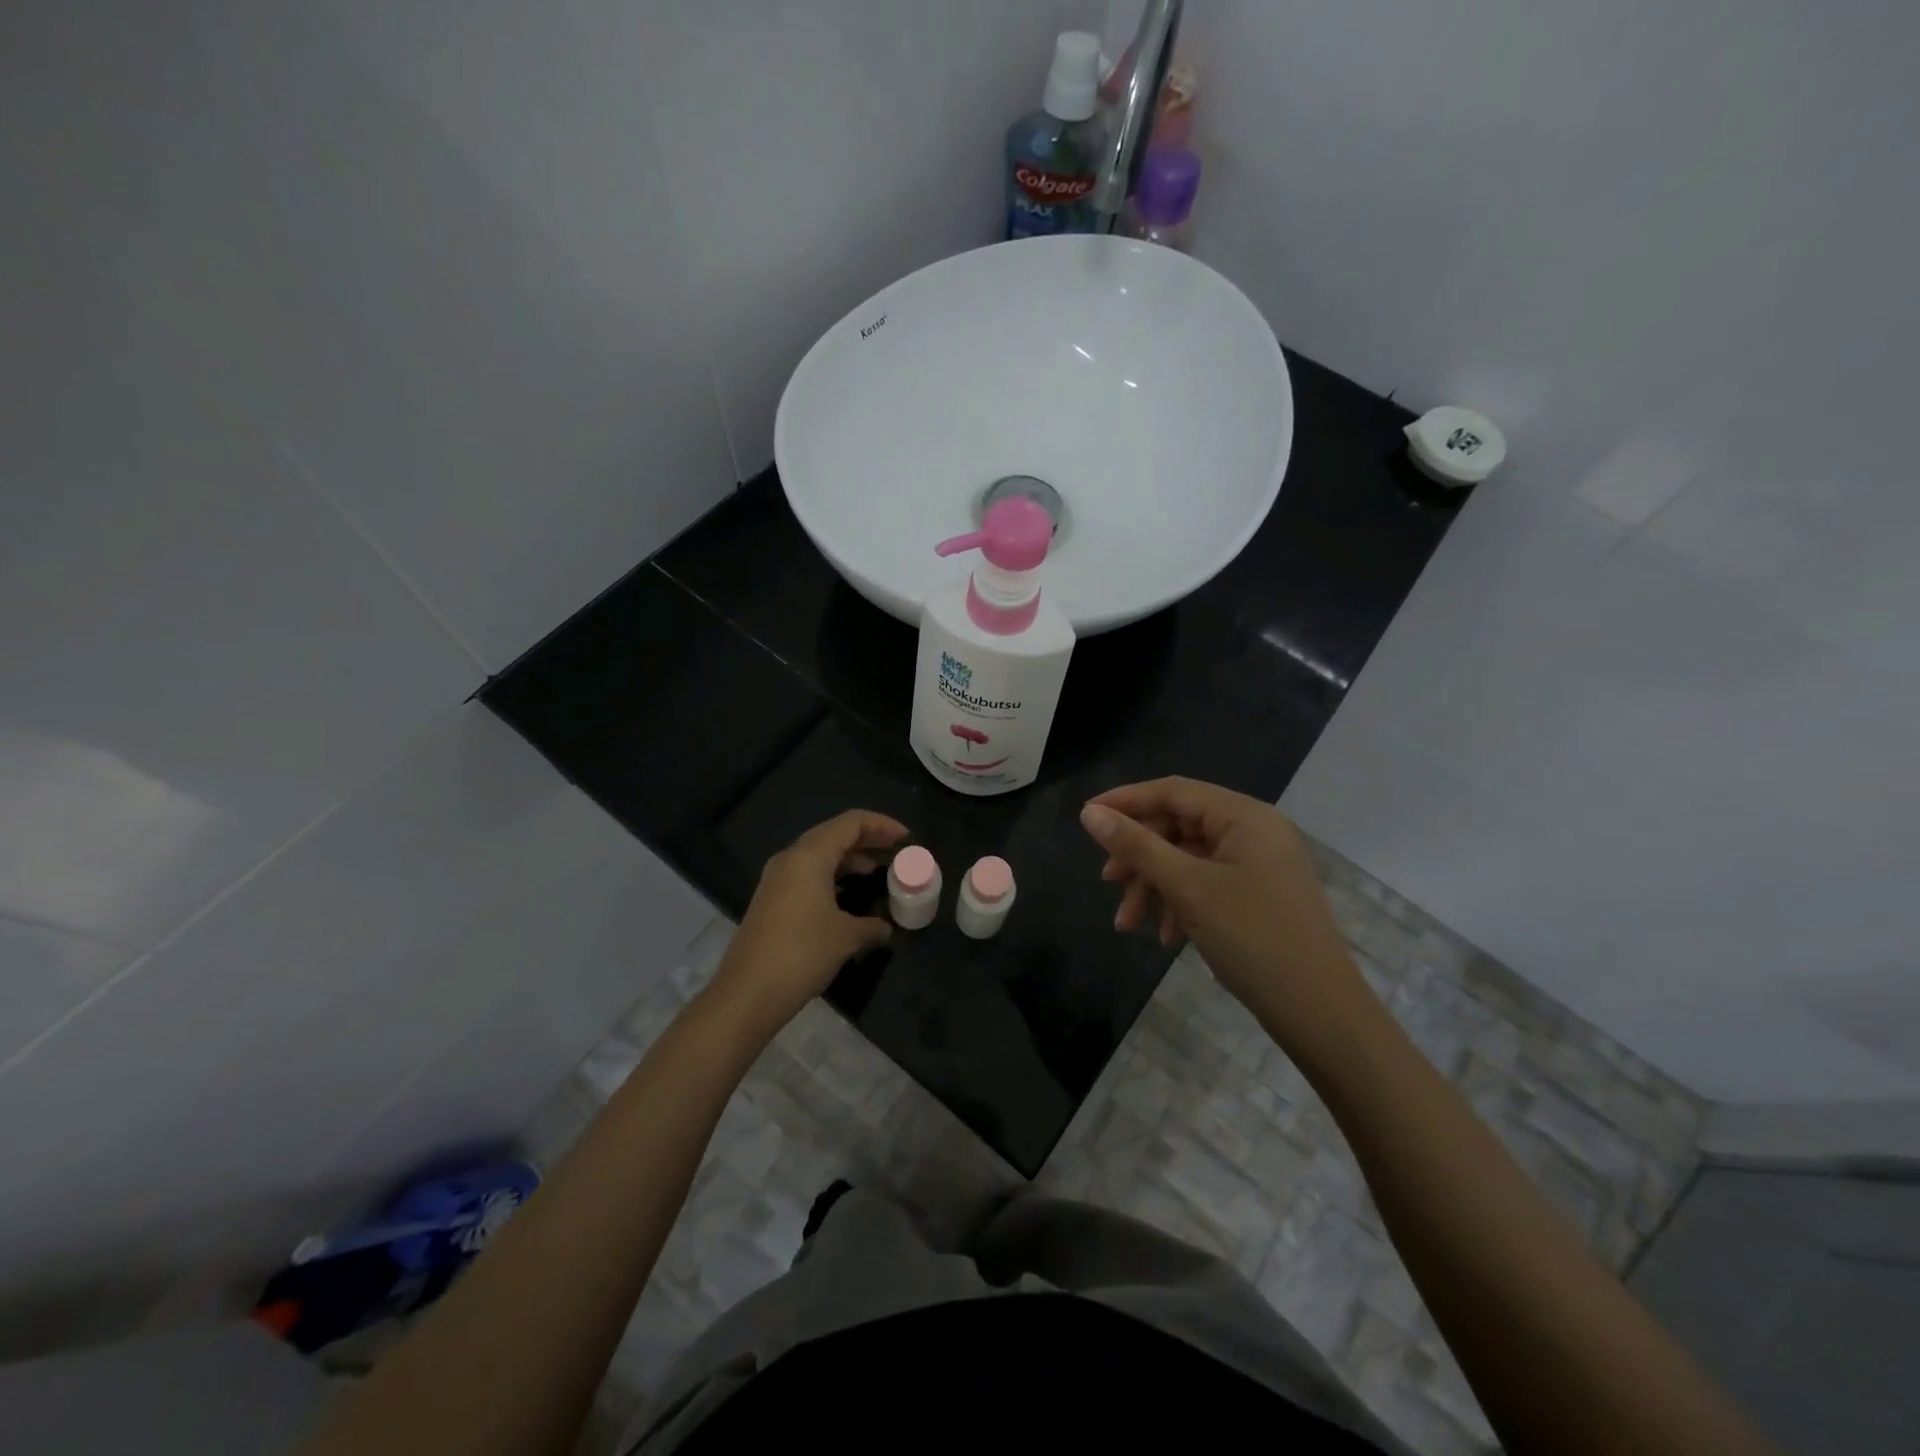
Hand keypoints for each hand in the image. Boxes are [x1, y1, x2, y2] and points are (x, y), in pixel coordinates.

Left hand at [707, 809, 908, 1041]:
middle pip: (834, 834)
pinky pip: (808, 874)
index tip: (906, 838)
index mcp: (809, 856)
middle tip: (896, 851)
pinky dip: (833, 877)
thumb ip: (871, 925)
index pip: (851, 823)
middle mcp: (790, 859)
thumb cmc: (801, 953)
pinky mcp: (772, 901)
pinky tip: (849, 897)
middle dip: (867, 839)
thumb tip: (885, 928)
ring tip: (878, 872)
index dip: (882, 825)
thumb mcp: (846, 937)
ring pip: (820, 855)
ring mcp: (777, 880)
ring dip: (850, 859)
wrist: (747, 993)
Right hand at [1080, 777, 1375, 1060]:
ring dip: (1155, 886)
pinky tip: (1167, 936)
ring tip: (1128, 923)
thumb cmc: (1253, 938)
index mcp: (1245, 816)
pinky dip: (1180, 903)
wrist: (1319, 1012)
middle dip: (1140, 857)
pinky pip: (1206, 884)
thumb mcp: (1188, 888)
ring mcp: (1258, 864)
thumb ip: (1137, 846)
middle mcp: (1254, 831)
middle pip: (1179, 827)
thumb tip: (1090, 813)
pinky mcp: (1257, 894)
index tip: (1086, 816)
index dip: (1127, 800)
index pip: (1174, 791)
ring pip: (1188, 860)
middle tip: (1108, 882)